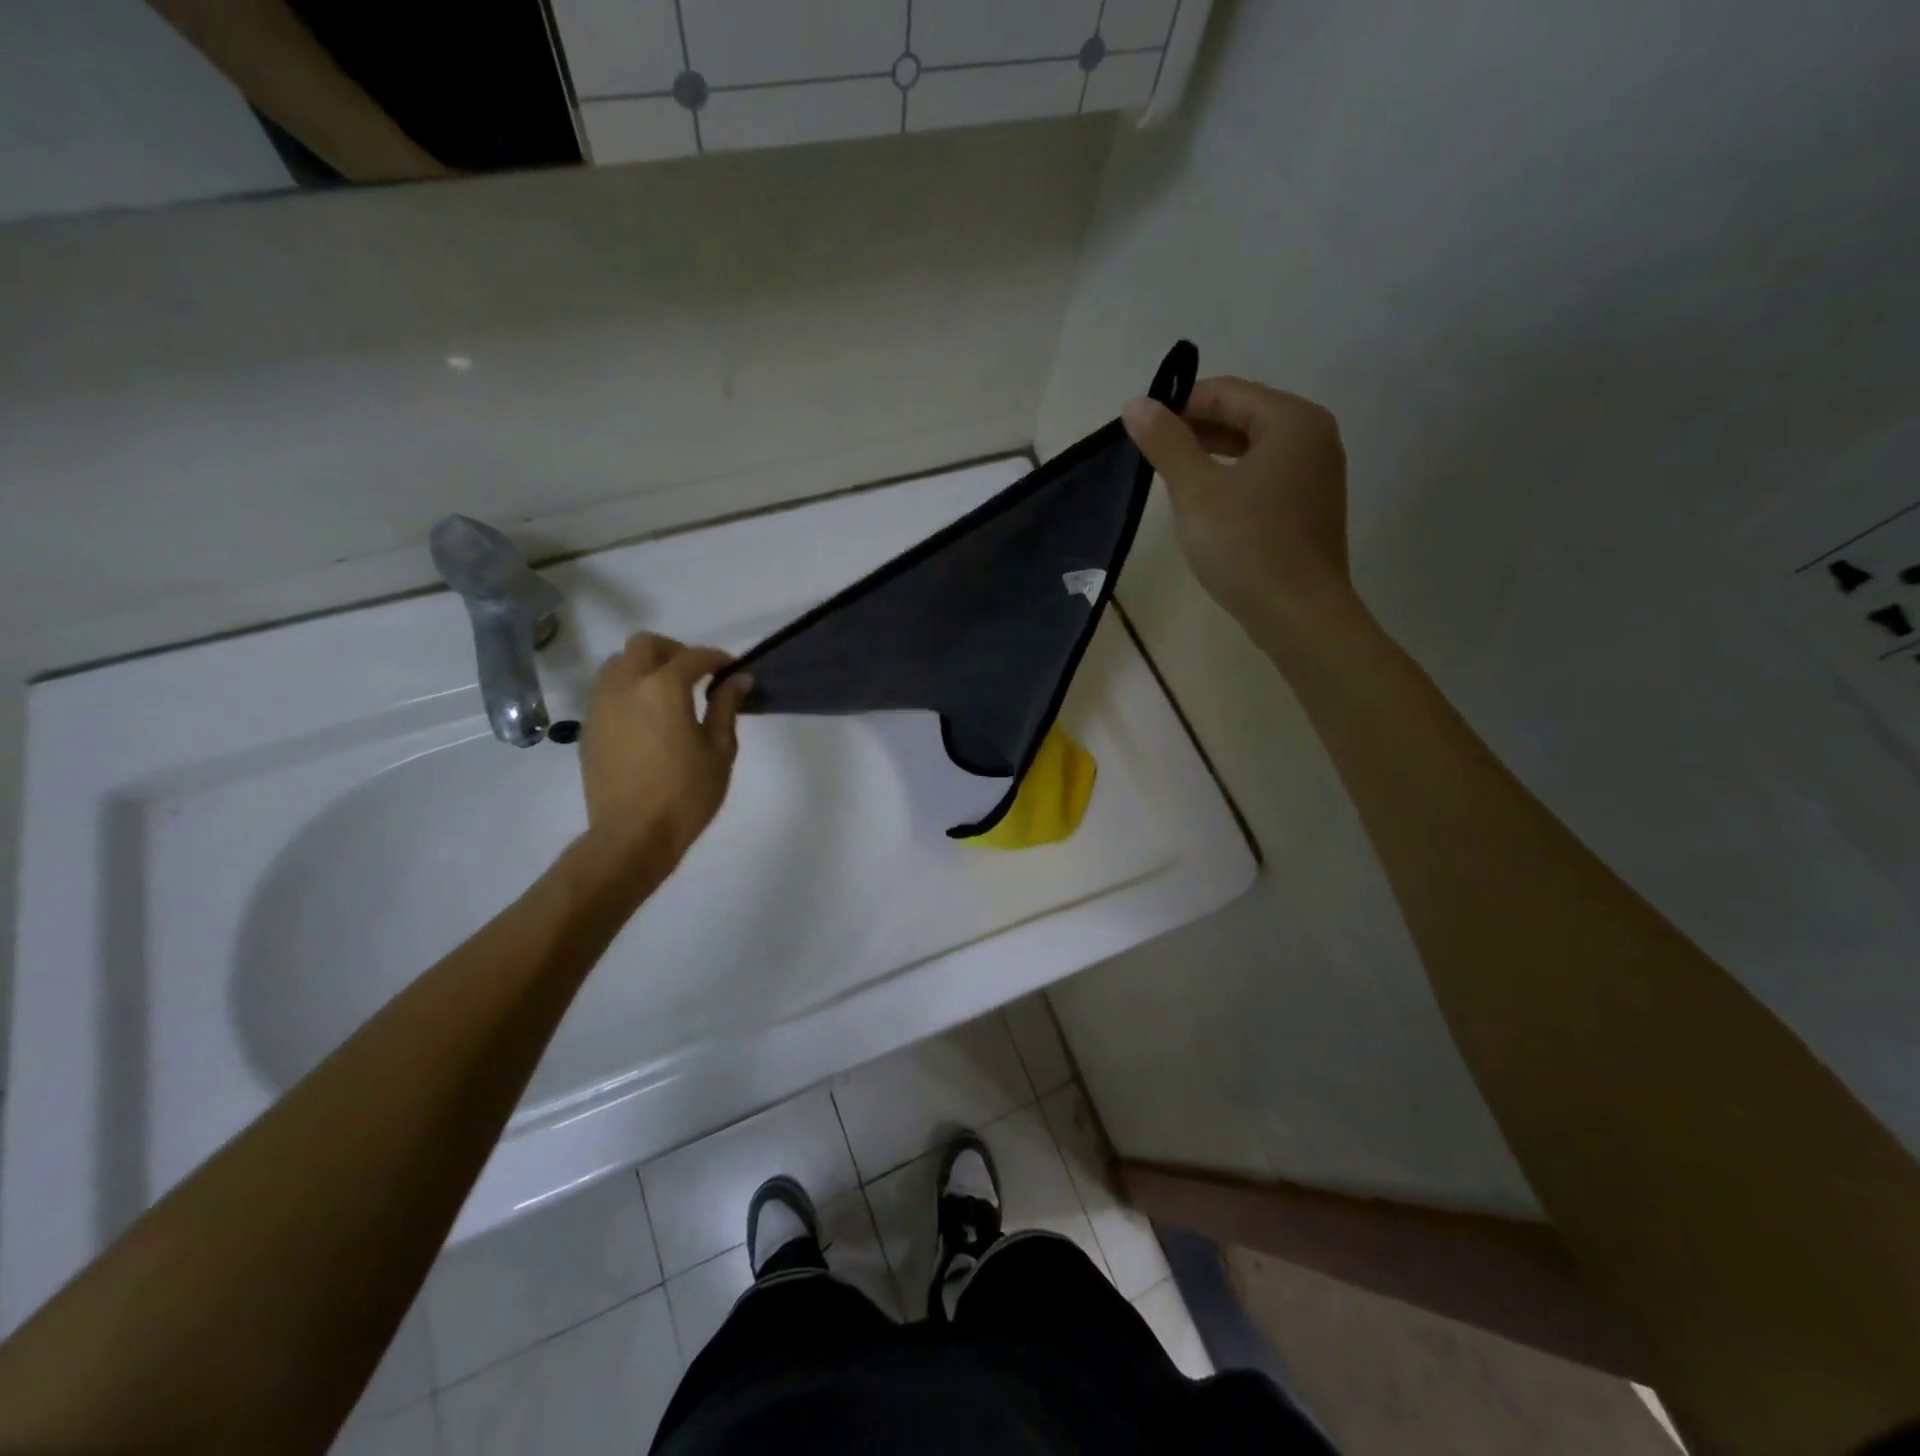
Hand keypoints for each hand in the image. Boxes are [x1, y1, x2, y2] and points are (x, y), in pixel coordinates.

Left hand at [578, 634, 749, 879]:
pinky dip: (627, 690)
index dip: (716, 659)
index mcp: (663, 688)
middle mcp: (626, 686)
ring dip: (644, 666)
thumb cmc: (686, 794)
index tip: (731, 670)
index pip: (693, 657)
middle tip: (696, 674)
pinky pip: (606, 691)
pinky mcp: (589, 727)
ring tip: (667, 692)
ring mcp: (601, 706)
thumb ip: (726, 707)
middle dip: (674, 651)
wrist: (632, 835)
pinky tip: (646, 717)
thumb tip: (739, 679)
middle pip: (645, 644)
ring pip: (617, 663)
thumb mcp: (719, 750)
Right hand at [1123, 377, 1356, 652]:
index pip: (1227, 392)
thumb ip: (1166, 443)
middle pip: (1244, 416)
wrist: (1298, 614)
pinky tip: (1205, 502)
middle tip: (1150, 453)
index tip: (1141, 427)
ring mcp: (1317, 473)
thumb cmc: (1245, 546)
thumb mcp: (1196, 491)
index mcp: (1292, 420)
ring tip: (1171, 476)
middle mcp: (1314, 437)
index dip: (1180, 404)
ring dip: (1211, 455)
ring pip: (1254, 448)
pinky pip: (1266, 475)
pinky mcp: (1311, 506)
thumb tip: (1136, 403)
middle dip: (1195, 430)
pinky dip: (1233, 478)